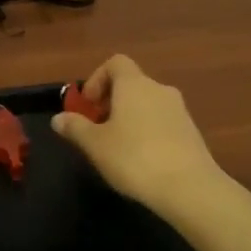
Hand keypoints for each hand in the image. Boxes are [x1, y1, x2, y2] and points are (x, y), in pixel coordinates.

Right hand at [53, 55, 225, 215]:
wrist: (189, 188)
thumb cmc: (134, 158)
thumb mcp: (95, 144)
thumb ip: (75, 127)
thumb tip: (59, 118)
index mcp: (134, 84)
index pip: (115, 63)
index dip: (97, 79)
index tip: (88, 105)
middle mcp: (159, 89)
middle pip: (131, 84)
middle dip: (110, 102)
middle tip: (97, 129)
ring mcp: (179, 110)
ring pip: (147, 104)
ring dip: (129, 117)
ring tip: (117, 148)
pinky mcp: (191, 132)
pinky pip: (162, 122)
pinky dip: (148, 131)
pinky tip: (142, 160)